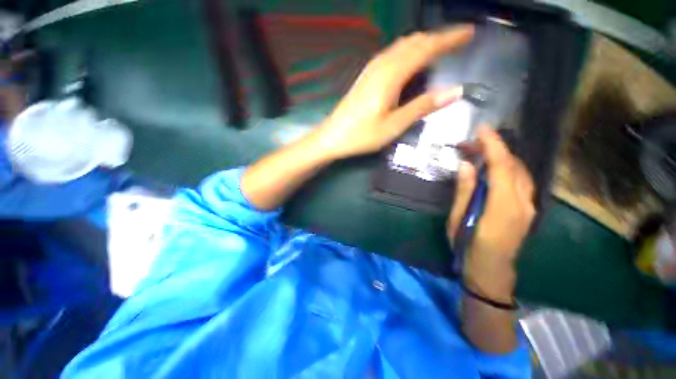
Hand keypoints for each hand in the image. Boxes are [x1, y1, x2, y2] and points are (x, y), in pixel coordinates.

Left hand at [314, 26, 473, 158]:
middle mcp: (382, 65)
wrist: (332, 136)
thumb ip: (422, 106)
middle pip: (414, 43)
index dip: (449, 39)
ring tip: (439, 49)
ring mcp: (371, 70)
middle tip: (459, 41)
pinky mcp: (366, 76)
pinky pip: (391, 55)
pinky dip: (407, 52)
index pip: (426, 48)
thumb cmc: (362, 135)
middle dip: (438, 39)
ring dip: (422, 44)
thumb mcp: (394, 126)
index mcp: (392, 75)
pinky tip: (410, 61)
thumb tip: (455, 91)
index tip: (469, 33)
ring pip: (402, 46)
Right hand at [447, 127, 535, 300]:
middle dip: (495, 148)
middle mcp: (523, 203)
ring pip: (520, 172)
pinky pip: (521, 181)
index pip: (502, 166)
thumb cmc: (468, 247)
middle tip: (470, 143)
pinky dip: (508, 168)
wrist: (491, 272)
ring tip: (479, 153)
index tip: (482, 129)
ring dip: (501, 157)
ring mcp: (529, 207)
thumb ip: (464, 191)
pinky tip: (493, 168)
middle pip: (514, 165)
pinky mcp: (527, 210)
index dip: (493, 145)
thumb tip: (467, 165)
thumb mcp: (458, 219)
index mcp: (503, 206)